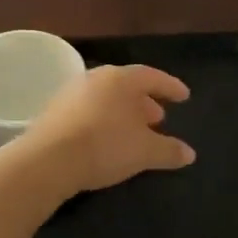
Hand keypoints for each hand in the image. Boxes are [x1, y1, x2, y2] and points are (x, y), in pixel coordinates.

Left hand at [11, 65, 196, 195]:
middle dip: (145, 102)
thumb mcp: (145, 151)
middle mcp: (95, 78)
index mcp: (121, 79)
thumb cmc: (105, 146)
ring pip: (106, 98)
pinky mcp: (53, 112)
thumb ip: (169, 150)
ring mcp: (71, 93)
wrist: (47, 160)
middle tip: (158, 118)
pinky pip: (88, 111)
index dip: (170, 87)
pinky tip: (106, 139)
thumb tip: (189, 153)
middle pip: (127, 86)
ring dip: (122, 112)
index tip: (184, 96)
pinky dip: (103, 120)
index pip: (152, 76)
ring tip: (134, 131)